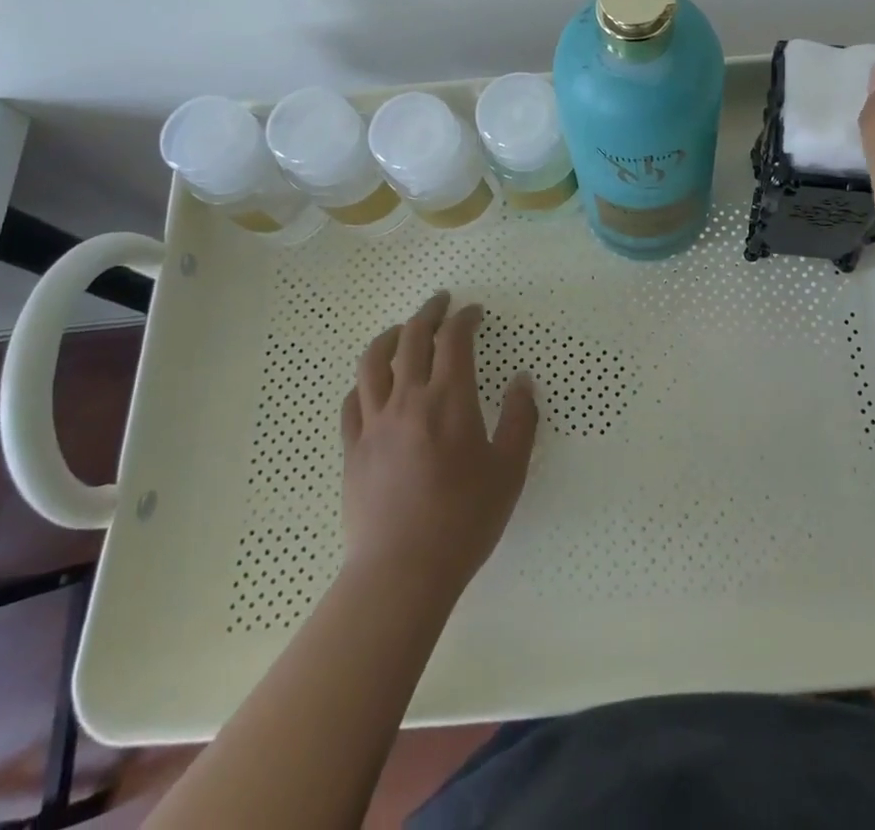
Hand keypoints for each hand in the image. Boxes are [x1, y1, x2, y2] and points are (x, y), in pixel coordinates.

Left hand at [339, 291, 538, 595]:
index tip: (475, 313)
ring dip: (390, 336)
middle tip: (441, 303)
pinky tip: (374, 382)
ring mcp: (374, 423)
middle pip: (411, 338)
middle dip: (428, 313)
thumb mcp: (510, 471)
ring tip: (402, 329)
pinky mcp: (352, 448)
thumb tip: (522, 380)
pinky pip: (353, 400)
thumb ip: (520, 419)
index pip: (454, 340)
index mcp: (449, 400)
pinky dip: (365, 380)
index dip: (465, 318)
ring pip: (373, 361)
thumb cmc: (464, 520)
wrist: (402, 572)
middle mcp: (407, 399)